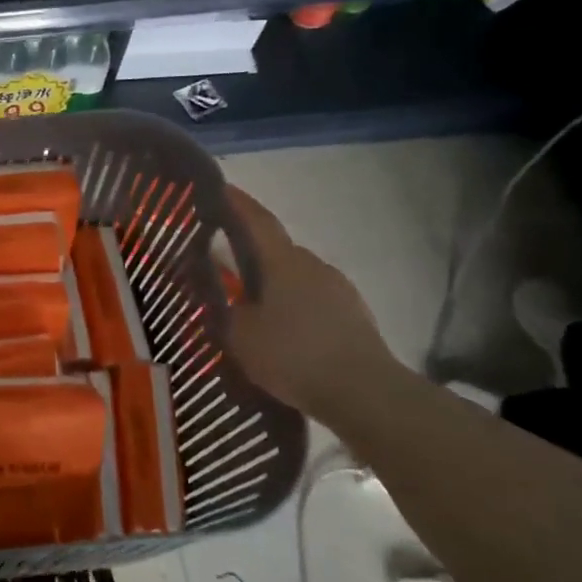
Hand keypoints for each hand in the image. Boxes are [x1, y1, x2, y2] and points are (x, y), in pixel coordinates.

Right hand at [218, 185, 400, 416]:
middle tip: (223, 262)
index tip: (218, 188)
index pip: (256, 221)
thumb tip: (216, 292)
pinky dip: (292, 304)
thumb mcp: (240, 336)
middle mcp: (312, 265)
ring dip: (272, 282)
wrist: (365, 393)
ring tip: (250, 303)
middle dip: (250, 252)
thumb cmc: (293, 356)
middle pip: (276, 249)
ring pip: (295, 275)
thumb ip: (222, 309)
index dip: (236, 203)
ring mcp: (338, 288)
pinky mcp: (352, 314)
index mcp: (283, 262)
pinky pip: (312, 298)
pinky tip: (281, 328)